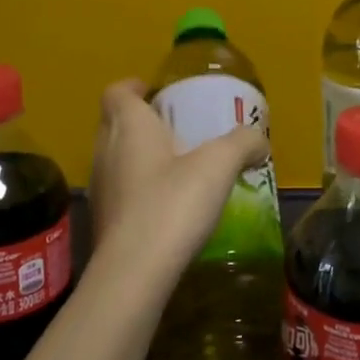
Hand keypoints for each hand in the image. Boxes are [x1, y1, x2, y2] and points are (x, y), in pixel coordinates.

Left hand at [86, 80, 268, 287]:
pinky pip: (119, 190)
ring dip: (138, 156)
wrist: (135, 272)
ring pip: (115, 157)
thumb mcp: (219, 165)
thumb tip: (259, 140)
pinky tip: (167, 204)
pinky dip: (138, 188)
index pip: (117, 92)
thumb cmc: (172, 203)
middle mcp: (106, 150)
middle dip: (139, 120)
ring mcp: (100, 187)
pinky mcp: (102, 221)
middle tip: (173, 127)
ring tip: (174, 165)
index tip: (154, 91)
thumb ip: (242, 143)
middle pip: (113, 122)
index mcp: (129, 126)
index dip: (133, 87)